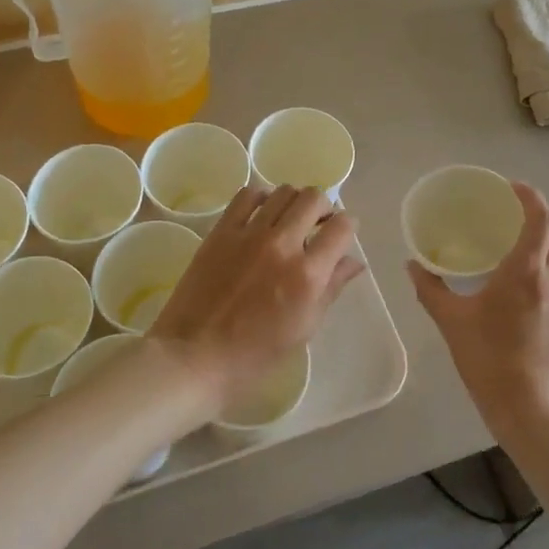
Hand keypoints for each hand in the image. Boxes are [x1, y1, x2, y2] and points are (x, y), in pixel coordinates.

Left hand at [148, 185, 362, 417]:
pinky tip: (261, 214)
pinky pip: (247, 196)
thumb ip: (332, 288)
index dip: (348, 225)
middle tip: (317, 224)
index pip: (342, 227)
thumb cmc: (255, 355)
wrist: (194, 357)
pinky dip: (261, 198)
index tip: (341, 233)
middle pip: (314, 198)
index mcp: (308, 275)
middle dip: (323, 207)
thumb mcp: (304, 327)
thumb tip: (354, 261)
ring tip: (289, 219)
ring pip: (283, 192)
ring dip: (294, 201)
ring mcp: (249, 234)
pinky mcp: (221, 231)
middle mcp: (282, 245)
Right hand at [407, 182, 548, 439]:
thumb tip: (411, 265)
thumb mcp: (451, 322)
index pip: (541, 216)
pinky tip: (533, 292)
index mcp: (526, 270)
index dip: (530, 195)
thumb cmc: (489, 361)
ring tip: (526, 247)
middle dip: (540, 214)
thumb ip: (431, 289)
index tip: (511, 188)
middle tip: (513, 216)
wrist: (533, 413)